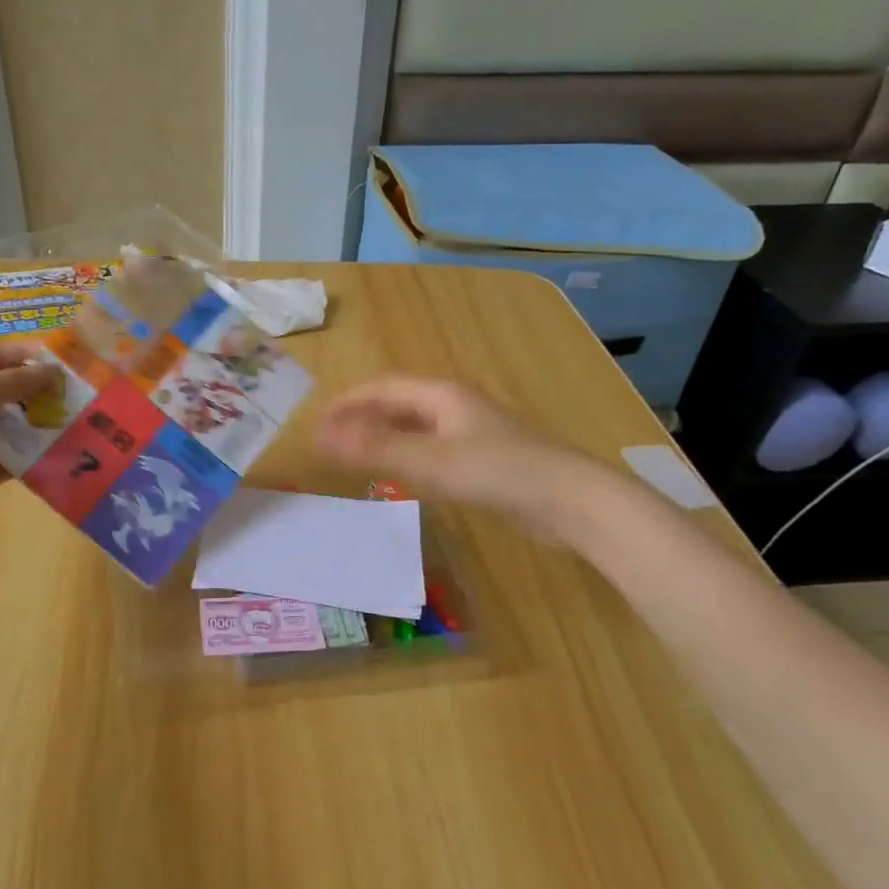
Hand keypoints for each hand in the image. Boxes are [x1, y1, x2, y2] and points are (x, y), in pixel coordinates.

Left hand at [0, 343, 58, 547]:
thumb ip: (14, 382)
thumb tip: (53, 370)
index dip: (27, 359)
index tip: (65, 367)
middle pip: (4, 394)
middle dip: (37, 395)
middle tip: (77, 400)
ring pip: (8, 430)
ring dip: (36, 429)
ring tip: (75, 428)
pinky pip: (5, 464)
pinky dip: (27, 462)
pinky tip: (56, 459)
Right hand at [317, 377, 607, 538]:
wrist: (571, 501)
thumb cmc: (498, 472)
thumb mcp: (430, 461)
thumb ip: (374, 449)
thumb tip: (319, 438)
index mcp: (442, 395)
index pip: (383, 387)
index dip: (348, 402)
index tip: (317, 421)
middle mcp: (456, 407)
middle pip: (399, 404)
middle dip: (363, 417)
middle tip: (331, 439)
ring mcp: (474, 433)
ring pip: (416, 428)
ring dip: (384, 437)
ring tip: (356, 455)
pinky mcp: (485, 461)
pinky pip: (433, 450)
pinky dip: (406, 456)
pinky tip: (402, 475)